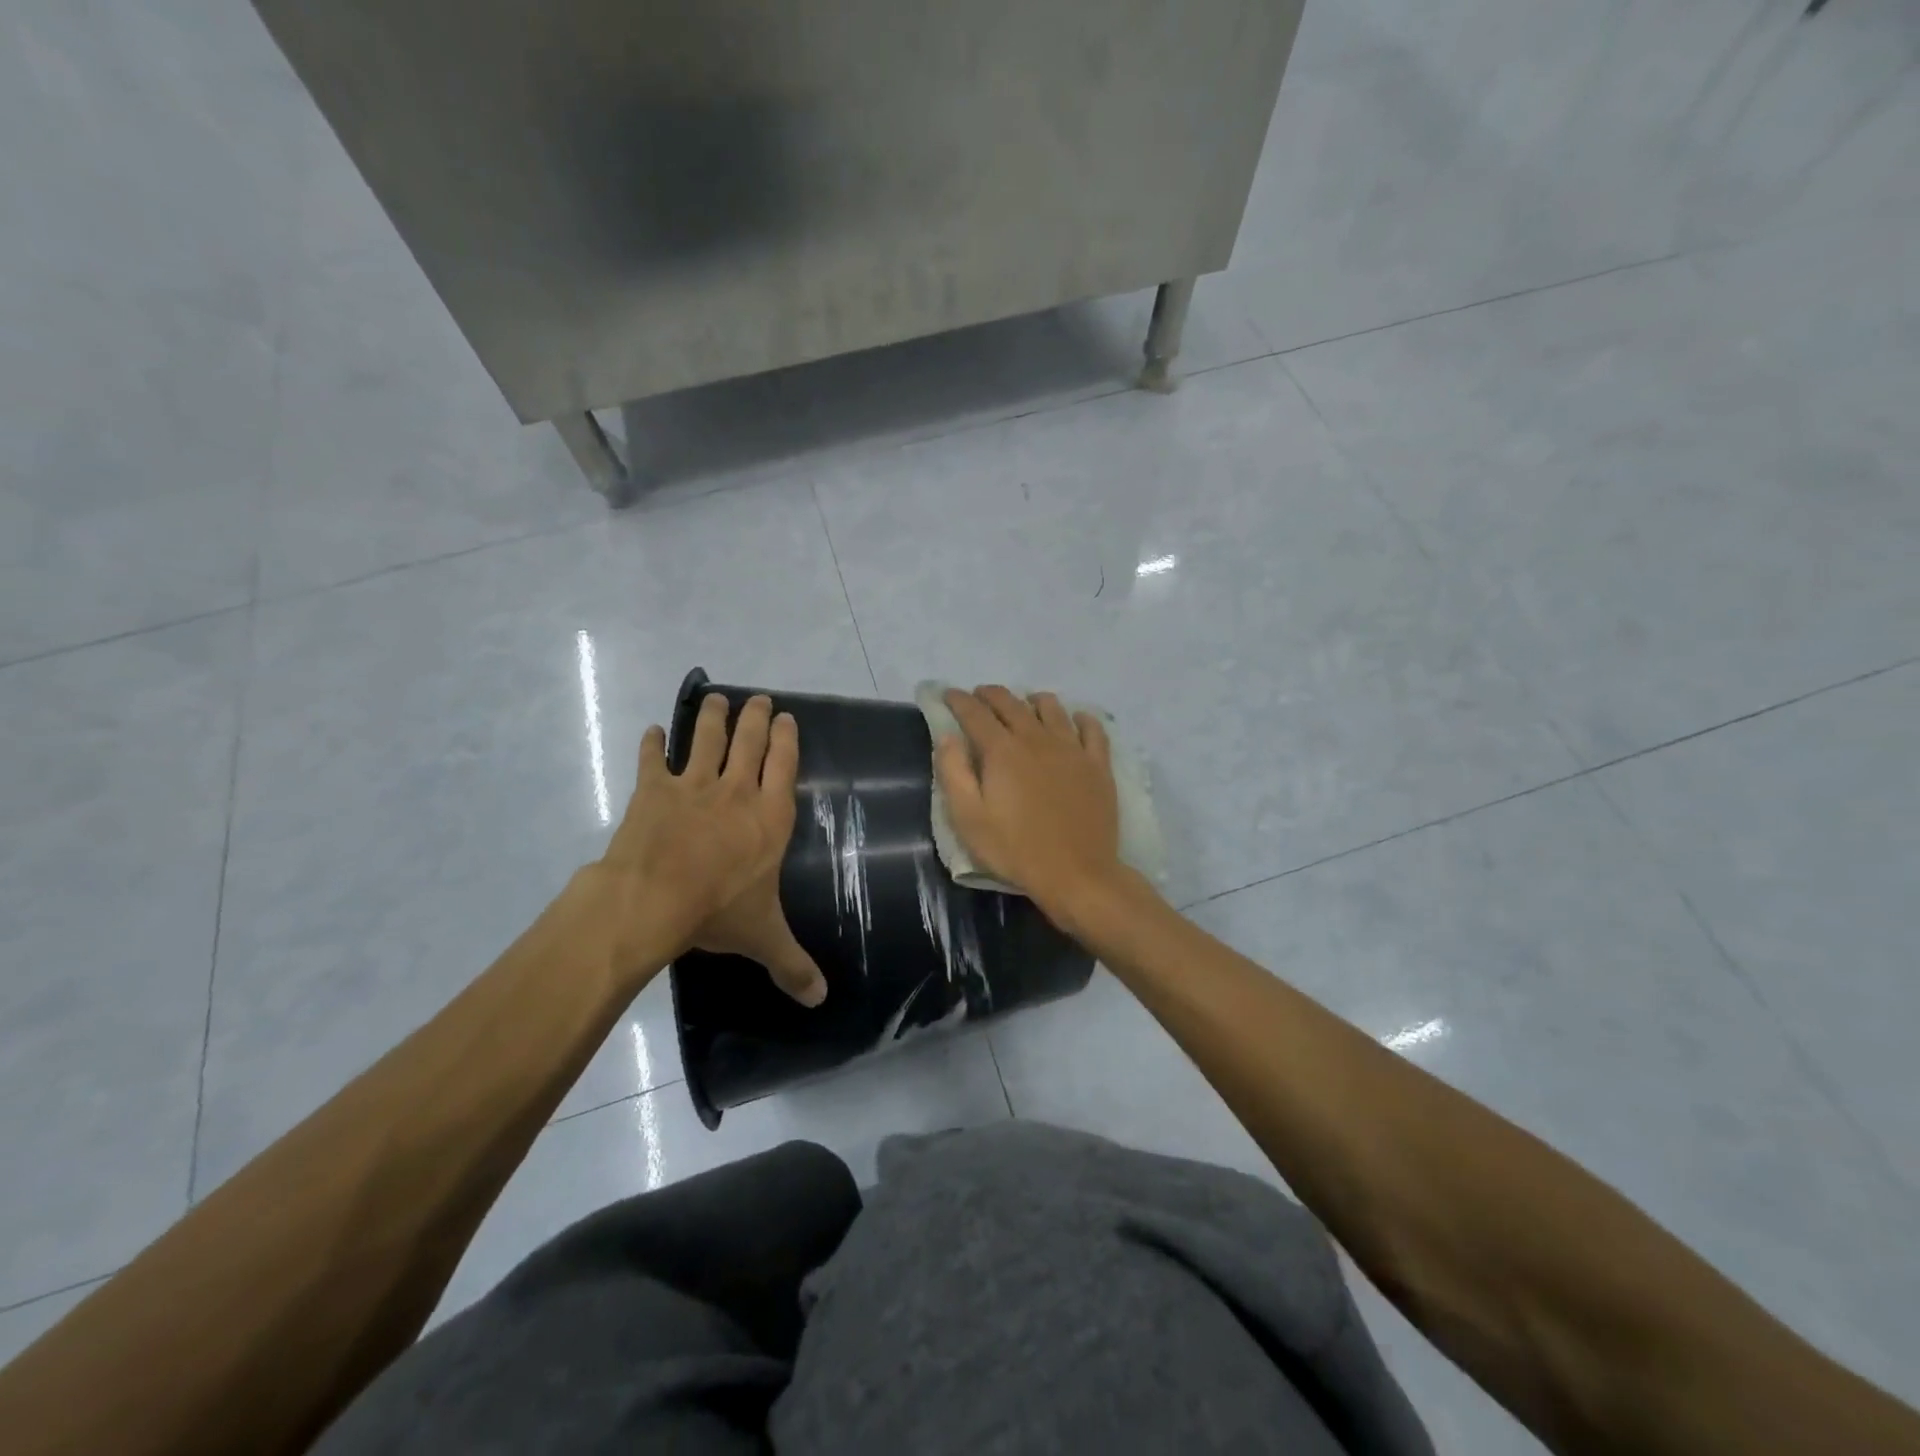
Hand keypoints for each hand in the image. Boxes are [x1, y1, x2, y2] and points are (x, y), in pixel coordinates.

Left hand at [597, 692, 826, 1005]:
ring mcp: (693, 787)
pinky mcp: (653, 791)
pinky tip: (652, 732)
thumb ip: (793, 964)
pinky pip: (653, 760)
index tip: (787, 717)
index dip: (787, 739)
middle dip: (756, 717)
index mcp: (769, 817)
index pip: (785, 766)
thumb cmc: (717, 911)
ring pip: (707, 740)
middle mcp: (737, 792)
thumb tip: (821, 1000)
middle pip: (749, 742)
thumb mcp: (763, 938)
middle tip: (759, 699)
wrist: (652, 899)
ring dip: (712, 717)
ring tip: (715, 699)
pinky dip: (652, 744)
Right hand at [934, 686, 1127, 926]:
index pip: (975, 713)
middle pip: (1011, 703)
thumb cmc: (1015, 849)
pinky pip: (1092, 728)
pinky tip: (1076, 720)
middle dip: (990, 695)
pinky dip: (1080, 718)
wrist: (1077, 874)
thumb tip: (948, 736)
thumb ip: (953, 772)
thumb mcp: (968, 819)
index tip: (949, 694)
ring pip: (1052, 708)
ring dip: (1032, 700)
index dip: (959, 700)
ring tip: (1024, 704)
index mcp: (1002, 751)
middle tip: (979, 697)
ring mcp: (1072, 749)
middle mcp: (1037, 738)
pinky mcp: (1098, 765)